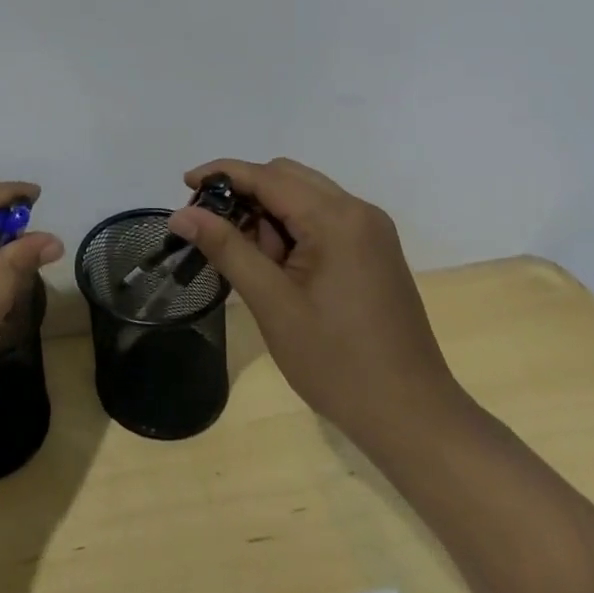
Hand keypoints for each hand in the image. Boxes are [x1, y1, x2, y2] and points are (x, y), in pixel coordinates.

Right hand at [168, 157, 466, 453]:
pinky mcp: (374, 250)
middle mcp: (358, 211)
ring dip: (267, 211)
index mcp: (336, 219)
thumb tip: (181, 214)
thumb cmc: (337, 363)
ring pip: (304, 196)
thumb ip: (226, 248)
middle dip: (244, 193)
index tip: (184, 185)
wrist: (413, 418)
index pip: (267, 176)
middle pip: (287, 177)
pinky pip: (323, 217)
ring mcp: (371, 230)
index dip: (222, 174)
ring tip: (245, 255)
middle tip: (211, 227)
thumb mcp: (272, 303)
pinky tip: (276, 263)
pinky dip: (291, 226)